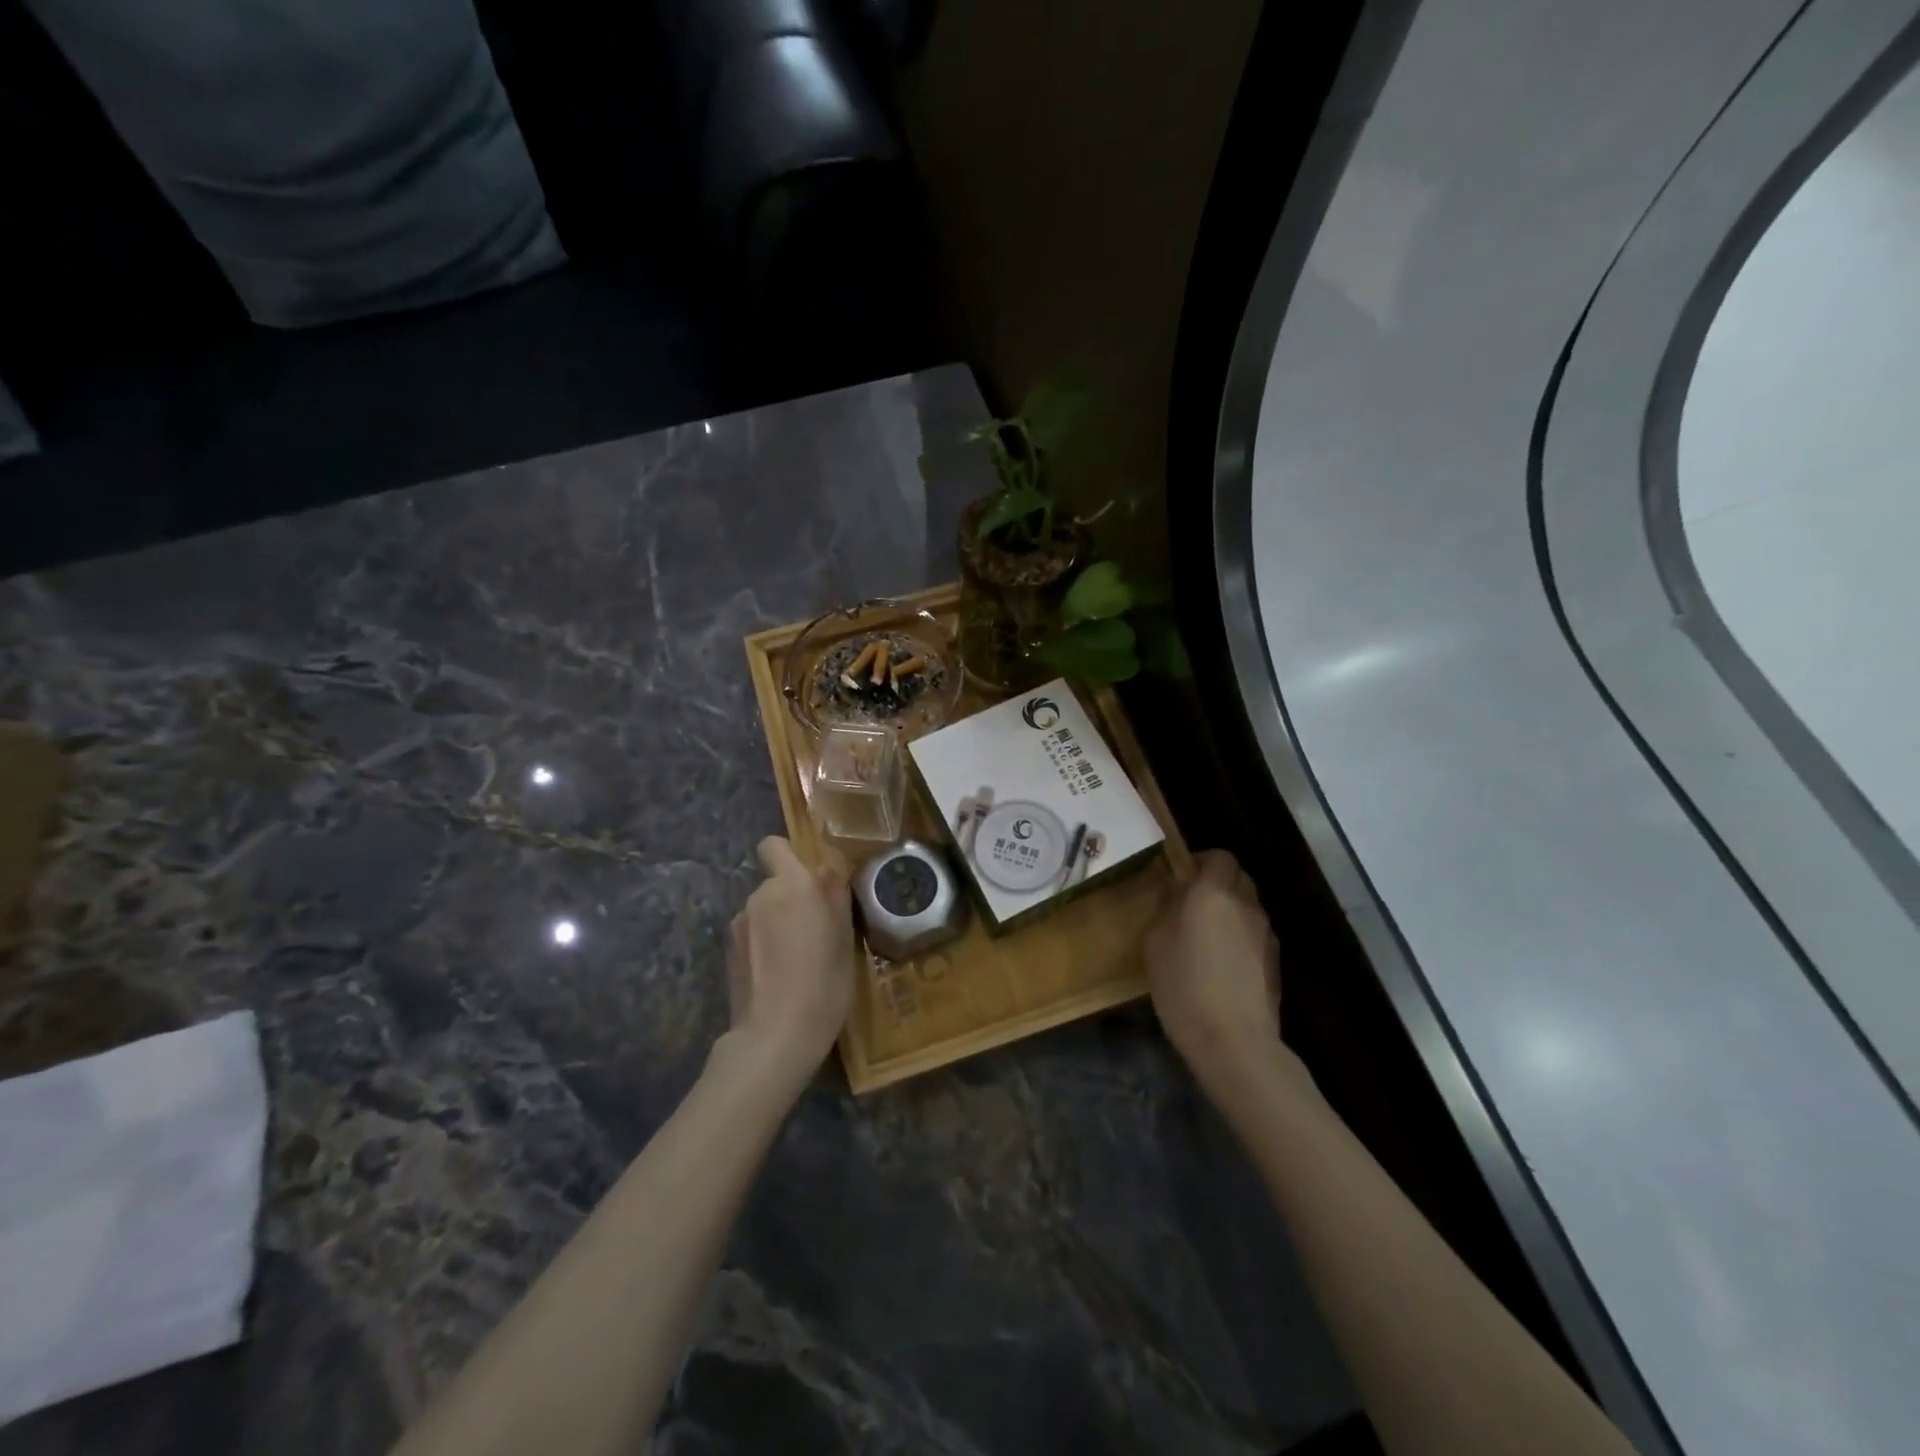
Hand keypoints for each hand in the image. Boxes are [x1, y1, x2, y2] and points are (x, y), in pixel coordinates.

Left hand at [723, 836, 855, 1082]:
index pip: (773, 845)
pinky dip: (764, 946)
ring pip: (763, 911)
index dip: (789, 856)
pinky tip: (779, 975)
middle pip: (774, 883)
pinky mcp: (728, 953)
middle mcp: (759, 896)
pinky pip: (752, 935)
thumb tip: (826, 870)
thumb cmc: (823, 981)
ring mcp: (738, 925)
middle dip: (792, 899)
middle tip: (817, 931)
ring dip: (778, 924)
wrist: (775, 1036)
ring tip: (798, 959)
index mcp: (792, 884)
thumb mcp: (844, 937)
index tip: (810, 881)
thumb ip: (834, 896)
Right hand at [1145, 850, 1281, 1088]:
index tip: (1182, 877)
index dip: (1201, 861)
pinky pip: (1255, 932)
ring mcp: (1265, 932)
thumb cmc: (1184, 987)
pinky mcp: (1276, 959)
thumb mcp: (1156, 944)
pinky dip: (1240, 935)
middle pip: (1238, 877)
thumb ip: (1167, 909)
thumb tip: (1177, 894)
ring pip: (1248, 904)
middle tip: (1191, 903)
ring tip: (1207, 936)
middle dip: (1217, 882)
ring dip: (1230, 909)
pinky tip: (1223, 962)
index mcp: (1212, 893)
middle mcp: (1245, 904)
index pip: (1219, 856)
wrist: (1234, 1041)